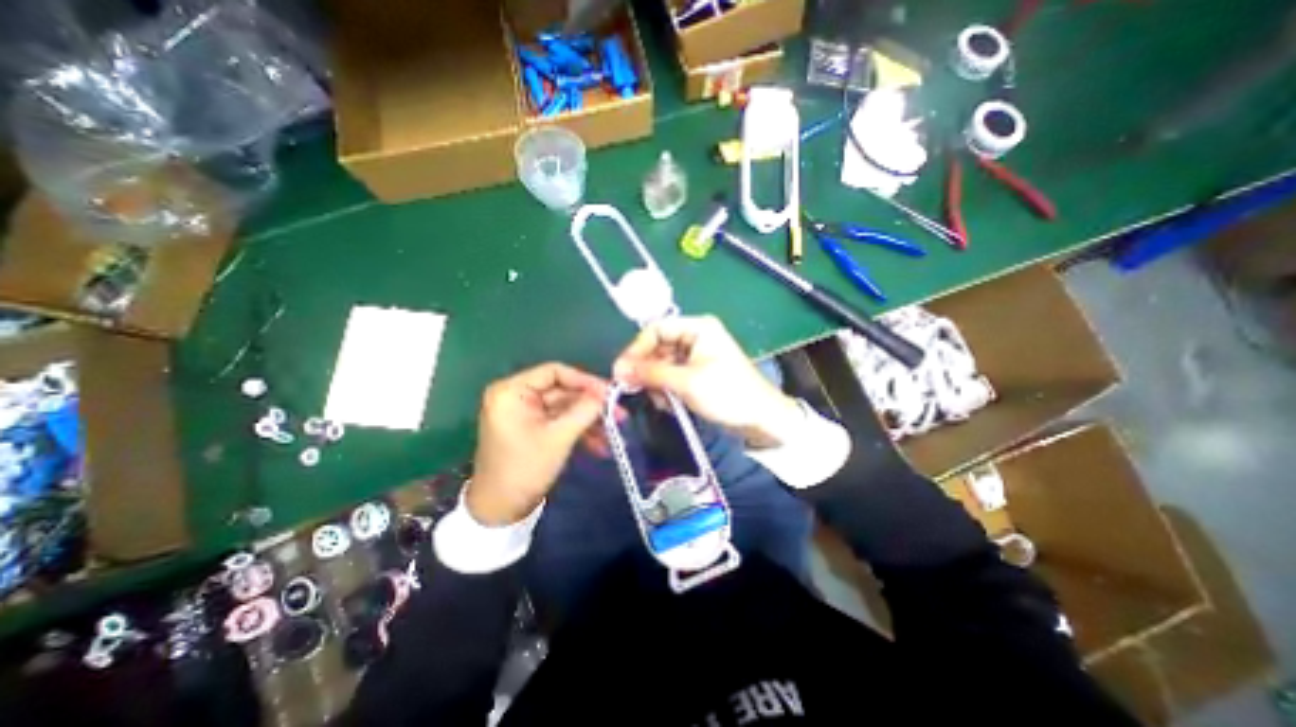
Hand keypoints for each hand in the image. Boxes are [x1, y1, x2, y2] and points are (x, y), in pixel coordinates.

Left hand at [468, 361, 611, 521]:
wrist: (500, 511)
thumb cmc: (525, 469)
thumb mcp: (559, 437)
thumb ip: (585, 410)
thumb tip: (607, 394)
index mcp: (512, 391)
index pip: (554, 372)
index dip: (585, 380)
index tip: (610, 392)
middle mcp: (516, 396)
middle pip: (562, 391)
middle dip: (592, 405)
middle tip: (619, 414)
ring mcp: (524, 413)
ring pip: (565, 408)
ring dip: (589, 421)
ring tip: (615, 433)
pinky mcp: (532, 428)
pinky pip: (559, 422)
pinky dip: (578, 431)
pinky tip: (600, 446)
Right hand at [611, 314, 800, 447]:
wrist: (760, 419)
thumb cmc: (727, 393)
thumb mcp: (686, 382)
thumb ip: (651, 374)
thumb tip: (618, 370)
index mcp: (697, 328)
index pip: (656, 329)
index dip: (637, 349)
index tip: (622, 371)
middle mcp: (695, 337)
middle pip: (657, 347)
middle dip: (647, 370)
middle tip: (636, 390)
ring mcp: (696, 356)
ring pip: (662, 364)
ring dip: (657, 383)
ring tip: (662, 402)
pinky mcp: (697, 373)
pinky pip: (672, 376)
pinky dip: (667, 390)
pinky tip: (670, 404)